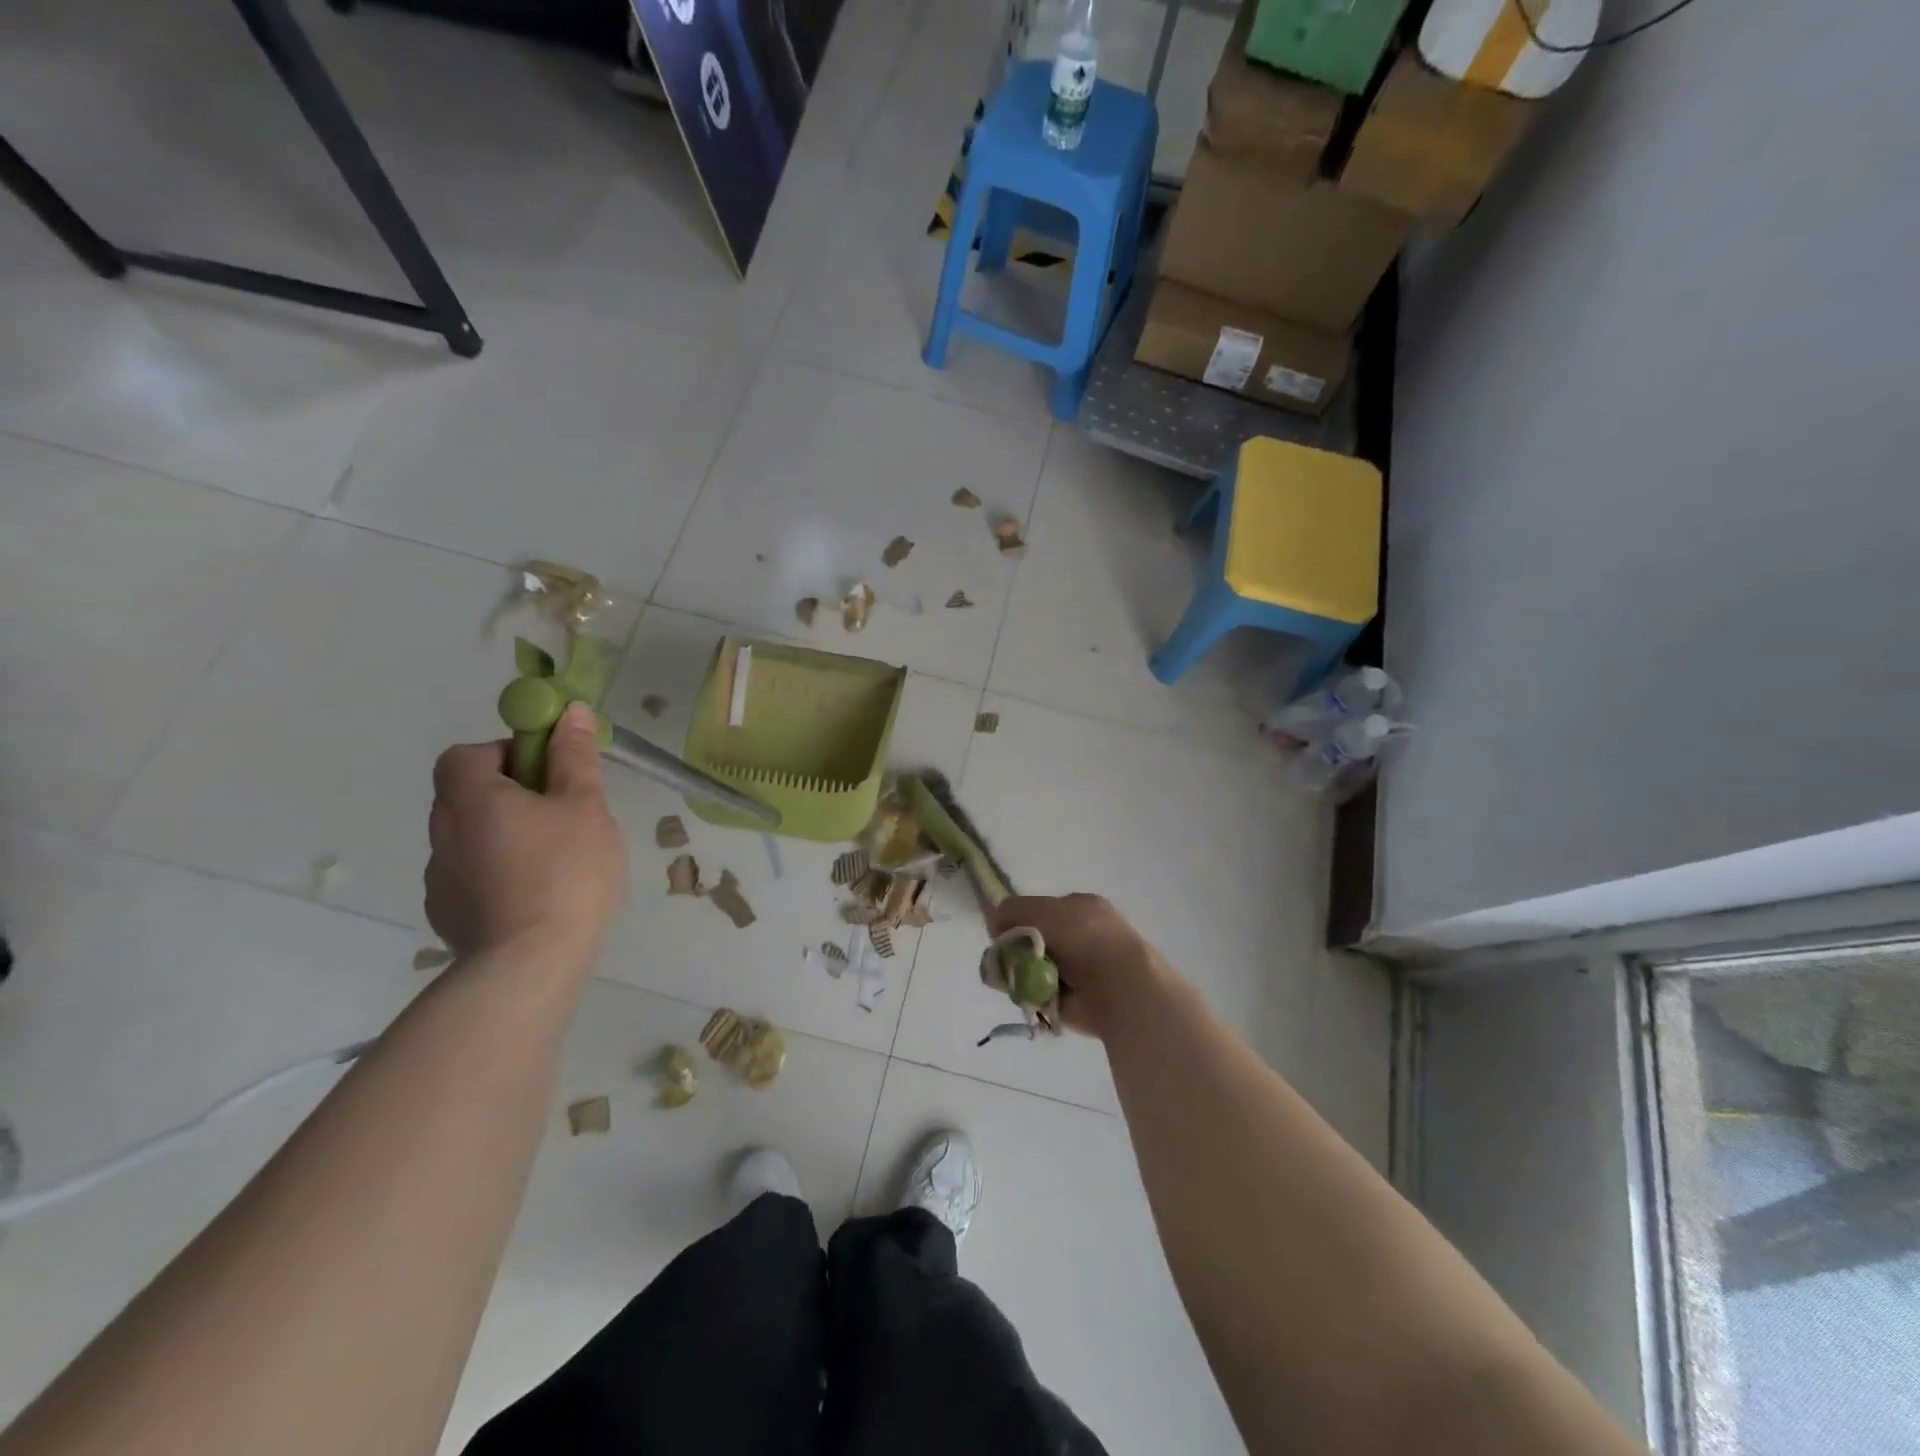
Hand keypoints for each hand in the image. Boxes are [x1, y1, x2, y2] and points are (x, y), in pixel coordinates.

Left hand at [426, 701, 627, 966]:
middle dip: (513, 796)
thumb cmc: (564, 872)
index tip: (548, 773)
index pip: (467, 754)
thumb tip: (570, 712)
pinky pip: (473, 877)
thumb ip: (574, 758)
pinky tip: (537, 897)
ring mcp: (439, 879)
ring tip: (556, 862)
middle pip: (468, 795)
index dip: (506, 753)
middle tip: (562, 815)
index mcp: (470, 798)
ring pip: (473, 838)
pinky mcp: (448, 916)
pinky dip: (500, 875)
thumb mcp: (584, 806)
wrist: (529, 965)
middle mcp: (442, 833)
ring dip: (506, 837)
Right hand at [988, 893, 1172, 1038]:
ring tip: (1019, 981)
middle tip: (1007, 961)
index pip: (1041, 909)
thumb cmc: (1083, 939)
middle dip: (1019, 950)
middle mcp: (1084, 934)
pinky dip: (1034, 996)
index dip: (1020, 920)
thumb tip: (996, 924)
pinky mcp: (1080, 1000)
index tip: (1004, 934)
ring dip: (1024, 974)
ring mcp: (1084, 968)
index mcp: (1081, 907)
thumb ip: (1013, 910)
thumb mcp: (1042, 910)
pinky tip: (1030, 997)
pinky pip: (1044, 994)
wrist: (1120, 987)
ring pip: (1037, 967)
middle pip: (1037, 939)